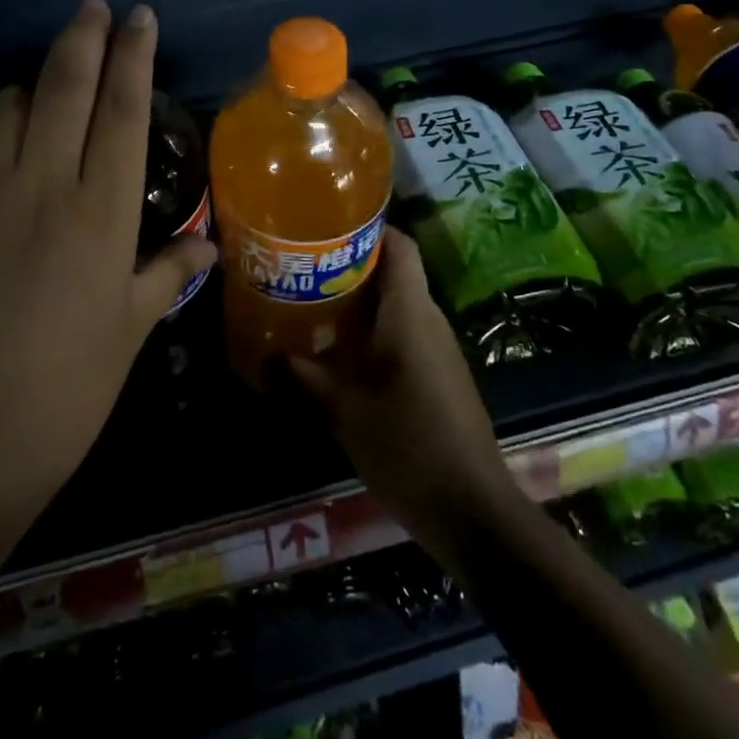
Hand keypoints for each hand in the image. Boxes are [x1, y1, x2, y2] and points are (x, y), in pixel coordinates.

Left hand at [0, 0, 215, 618]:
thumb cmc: (64, 391)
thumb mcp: (129, 330)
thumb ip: (167, 272)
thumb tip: (207, 244)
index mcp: (102, 212)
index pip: (124, 108)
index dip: (134, 54)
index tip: (139, 17)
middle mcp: (42, 184)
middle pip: (65, 82)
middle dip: (84, 33)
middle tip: (93, 8)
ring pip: (8, 101)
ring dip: (31, 87)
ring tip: (44, 101)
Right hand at [287, 229, 518, 550]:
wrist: (473, 512)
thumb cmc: (407, 444)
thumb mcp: (342, 409)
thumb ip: (301, 376)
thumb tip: (264, 357)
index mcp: (410, 311)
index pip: (399, 244)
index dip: (367, 226)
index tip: (326, 225)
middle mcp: (429, 319)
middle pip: (393, 272)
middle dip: (348, 265)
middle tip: (303, 266)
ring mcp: (438, 349)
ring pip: (396, 306)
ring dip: (358, 302)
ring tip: (311, 304)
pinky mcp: (439, 376)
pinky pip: (403, 335)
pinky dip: (372, 332)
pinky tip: (339, 352)